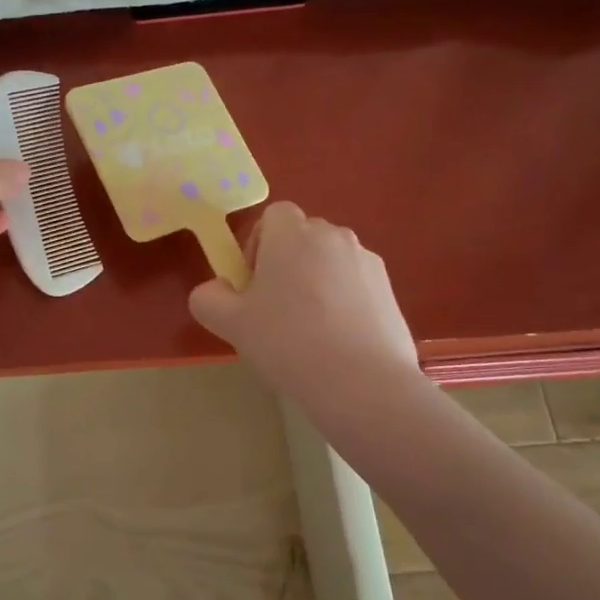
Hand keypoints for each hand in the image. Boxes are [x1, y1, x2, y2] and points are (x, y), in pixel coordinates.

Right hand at [189, 202, 422, 411]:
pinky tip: (338, 342)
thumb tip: (217, 289)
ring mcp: (367, 262)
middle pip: (303, 237)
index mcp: (292, 234)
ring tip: (310, 330)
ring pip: (331, 261)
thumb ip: (209, 298)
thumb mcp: (230, 324)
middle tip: (275, 308)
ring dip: (317, 281)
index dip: (258, 244)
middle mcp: (332, 236)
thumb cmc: (288, 342)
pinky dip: (345, 301)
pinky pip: (356, 285)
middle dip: (287, 262)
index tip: (253, 284)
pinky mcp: (390, 290)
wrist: (363, 383)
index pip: (273, 216)